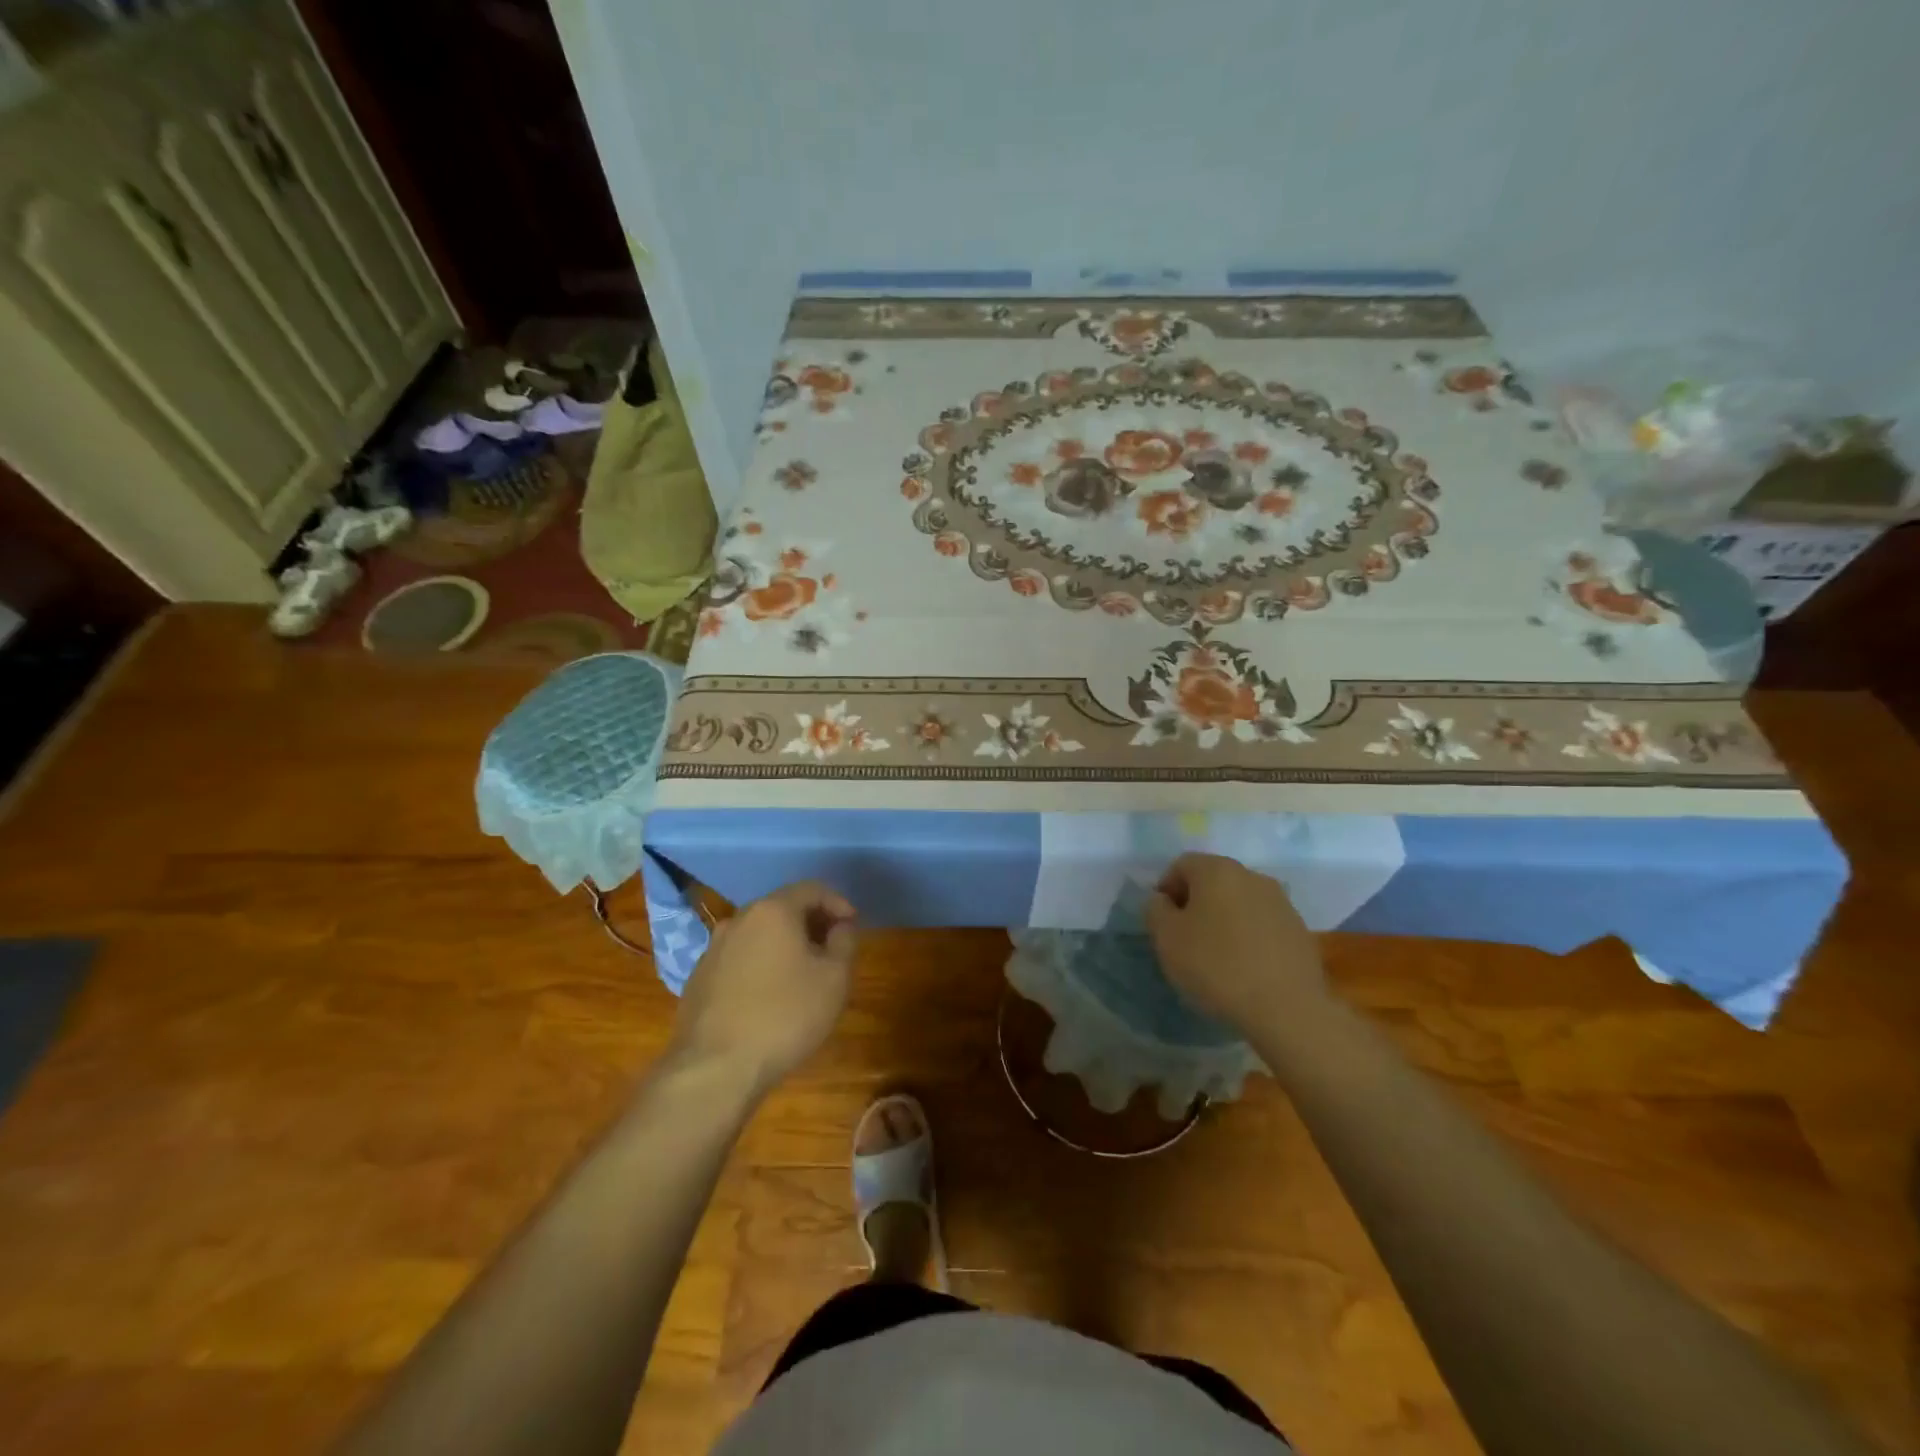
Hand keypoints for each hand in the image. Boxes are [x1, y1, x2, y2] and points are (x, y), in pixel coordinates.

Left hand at [670, 882, 857, 1094]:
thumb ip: (844, 942)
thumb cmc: (785, 1015)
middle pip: (782, 908)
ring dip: (784, 945)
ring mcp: (713, 949)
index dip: (838, 903)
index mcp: (773, 911)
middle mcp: (739, 919)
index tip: (853, 926)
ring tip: (803, 974)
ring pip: (759, 934)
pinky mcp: (698, 978)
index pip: (812, 889)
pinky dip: (760, 965)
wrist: (715, 1068)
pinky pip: (739, 959)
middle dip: (811, 923)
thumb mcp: (835, 978)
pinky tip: (769, 996)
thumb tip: (840, 927)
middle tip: (832, 948)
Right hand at [1146, 852, 1328, 1033]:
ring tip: (1217, 955)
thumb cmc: (1216, 966)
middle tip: (1185, 938)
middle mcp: (1251, 876)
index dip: (1166, 889)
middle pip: (1213, 880)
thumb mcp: (1166, 938)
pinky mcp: (1300, 930)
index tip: (1162, 921)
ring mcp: (1281, 902)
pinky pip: (1263, 924)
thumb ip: (1156, 910)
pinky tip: (1245, 966)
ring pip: (1240, 902)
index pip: (1182, 865)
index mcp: (1217, 870)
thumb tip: (1162, 900)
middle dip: (1196, 903)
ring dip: (1224, 919)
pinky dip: (1249, 936)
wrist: (1286, 1008)